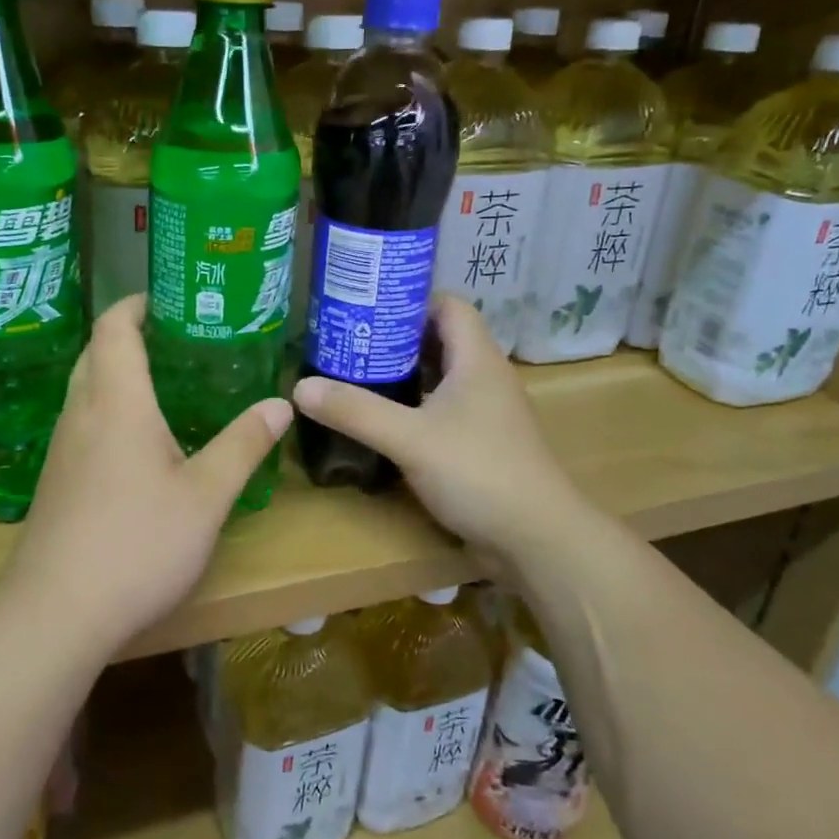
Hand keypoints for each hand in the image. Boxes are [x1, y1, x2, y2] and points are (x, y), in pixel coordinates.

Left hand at [3, 295, 292, 649]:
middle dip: (129, 332)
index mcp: (117, 402)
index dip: (136, 303)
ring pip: (85, 386)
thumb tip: (280, 403)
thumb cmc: (136, 544)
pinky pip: (82, 419)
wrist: (55, 613)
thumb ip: (243, 445)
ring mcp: (62, 447)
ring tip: (165, 378)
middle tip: (178, 335)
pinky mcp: (56, 479)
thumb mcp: (206, 496)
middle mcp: (82, 413)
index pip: (114, 327)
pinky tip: (139, 438)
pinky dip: (109, 405)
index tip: (169, 297)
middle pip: (95, 351)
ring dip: (117, 369)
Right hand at [291, 295, 588, 555]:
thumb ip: (356, 411)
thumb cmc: (478, 472)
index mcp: (477, 359)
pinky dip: (416, 407)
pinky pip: (445, 410)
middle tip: (349, 342)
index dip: (409, 299)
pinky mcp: (483, 444)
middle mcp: (486, 377)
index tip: (366, 307)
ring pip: (442, 377)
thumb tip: (300, 387)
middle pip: (441, 339)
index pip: (448, 305)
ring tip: (357, 375)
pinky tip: (386, 421)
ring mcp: (487, 412)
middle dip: (396, 337)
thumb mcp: (409, 438)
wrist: (538, 540)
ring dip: (404, 374)